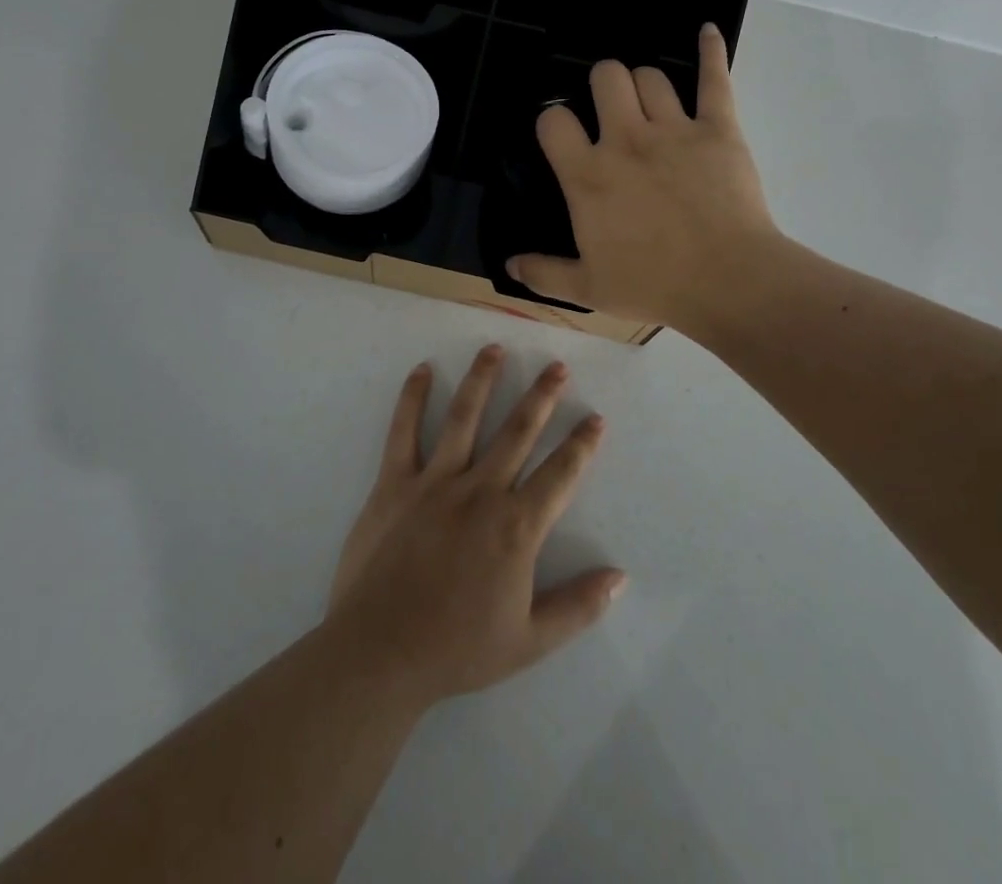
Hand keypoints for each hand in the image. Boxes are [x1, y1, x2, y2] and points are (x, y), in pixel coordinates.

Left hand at [325, 346, 623, 708]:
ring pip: (464, 417)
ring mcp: (435, 481)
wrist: (380, 654)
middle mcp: (481, 491)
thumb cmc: (457, 649)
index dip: (581, 444)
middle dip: (541, 395)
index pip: (560, 474)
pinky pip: (404, 432)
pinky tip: (423, 369)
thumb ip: (578, 606)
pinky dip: (413, 398)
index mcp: (516, 526)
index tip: (595, 417)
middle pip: (518, 431)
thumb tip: (621, 577)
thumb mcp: (530, 641)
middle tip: (557, 365)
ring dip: (483, 380)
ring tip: (495, 348)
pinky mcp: (395, 483)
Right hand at [507, 24, 780, 331]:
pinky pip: (714, 78)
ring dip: (644, 84)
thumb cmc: (654, 285)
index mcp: (588, 175)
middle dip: (602, 84)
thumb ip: (544, 272)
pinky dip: (710, 50)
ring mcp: (674, 129)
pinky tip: (706, 31)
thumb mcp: (588, 289)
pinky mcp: (718, 128)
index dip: (554, 121)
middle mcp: (625, 140)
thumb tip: (510, 263)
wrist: (728, 282)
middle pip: (605, 77)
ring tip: (649, 102)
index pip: (554, 120)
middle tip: (611, 109)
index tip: (564, 135)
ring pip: (651, 76)